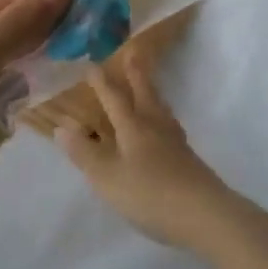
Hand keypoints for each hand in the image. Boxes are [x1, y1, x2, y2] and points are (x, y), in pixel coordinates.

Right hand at [51, 53, 244, 254]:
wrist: (205, 216)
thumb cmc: (150, 194)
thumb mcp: (107, 177)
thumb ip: (84, 152)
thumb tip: (61, 126)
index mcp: (133, 127)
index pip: (114, 98)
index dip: (102, 82)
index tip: (92, 64)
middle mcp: (155, 127)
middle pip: (144, 94)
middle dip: (136, 74)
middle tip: (133, 52)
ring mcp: (176, 142)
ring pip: (161, 108)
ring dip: (152, 92)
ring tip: (149, 86)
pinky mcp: (188, 159)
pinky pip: (170, 126)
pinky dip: (162, 116)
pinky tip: (164, 128)